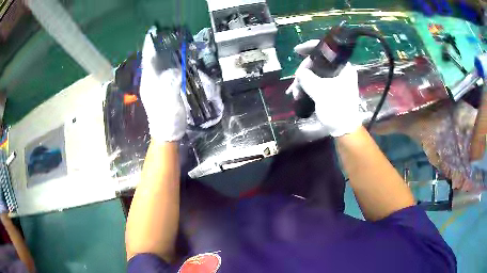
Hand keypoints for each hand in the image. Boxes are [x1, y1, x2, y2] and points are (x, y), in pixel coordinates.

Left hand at [139, 28, 186, 141]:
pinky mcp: (161, 92)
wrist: (167, 133)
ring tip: (164, 45)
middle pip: (150, 63)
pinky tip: (170, 62)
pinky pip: (161, 74)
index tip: (151, 35)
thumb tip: (174, 69)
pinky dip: (164, 66)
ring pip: (155, 68)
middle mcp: (149, 83)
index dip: (149, 48)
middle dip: (153, 49)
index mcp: (149, 83)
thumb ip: (171, 82)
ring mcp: (154, 88)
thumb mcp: (170, 98)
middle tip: (160, 37)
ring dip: (158, 56)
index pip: (148, 61)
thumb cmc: (167, 117)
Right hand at [286, 40, 362, 136]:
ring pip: (315, 73)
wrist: (343, 129)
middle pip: (318, 63)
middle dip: (303, 72)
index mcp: (343, 67)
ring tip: (294, 93)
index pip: (326, 50)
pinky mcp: (331, 89)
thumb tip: (300, 73)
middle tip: (295, 84)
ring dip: (303, 82)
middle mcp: (340, 71)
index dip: (310, 47)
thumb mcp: (320, 91)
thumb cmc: (336, 108)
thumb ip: (307, 77)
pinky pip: (316, 82)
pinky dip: (307, 87)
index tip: (296, 50)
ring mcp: (336, 80)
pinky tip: (298, 94)